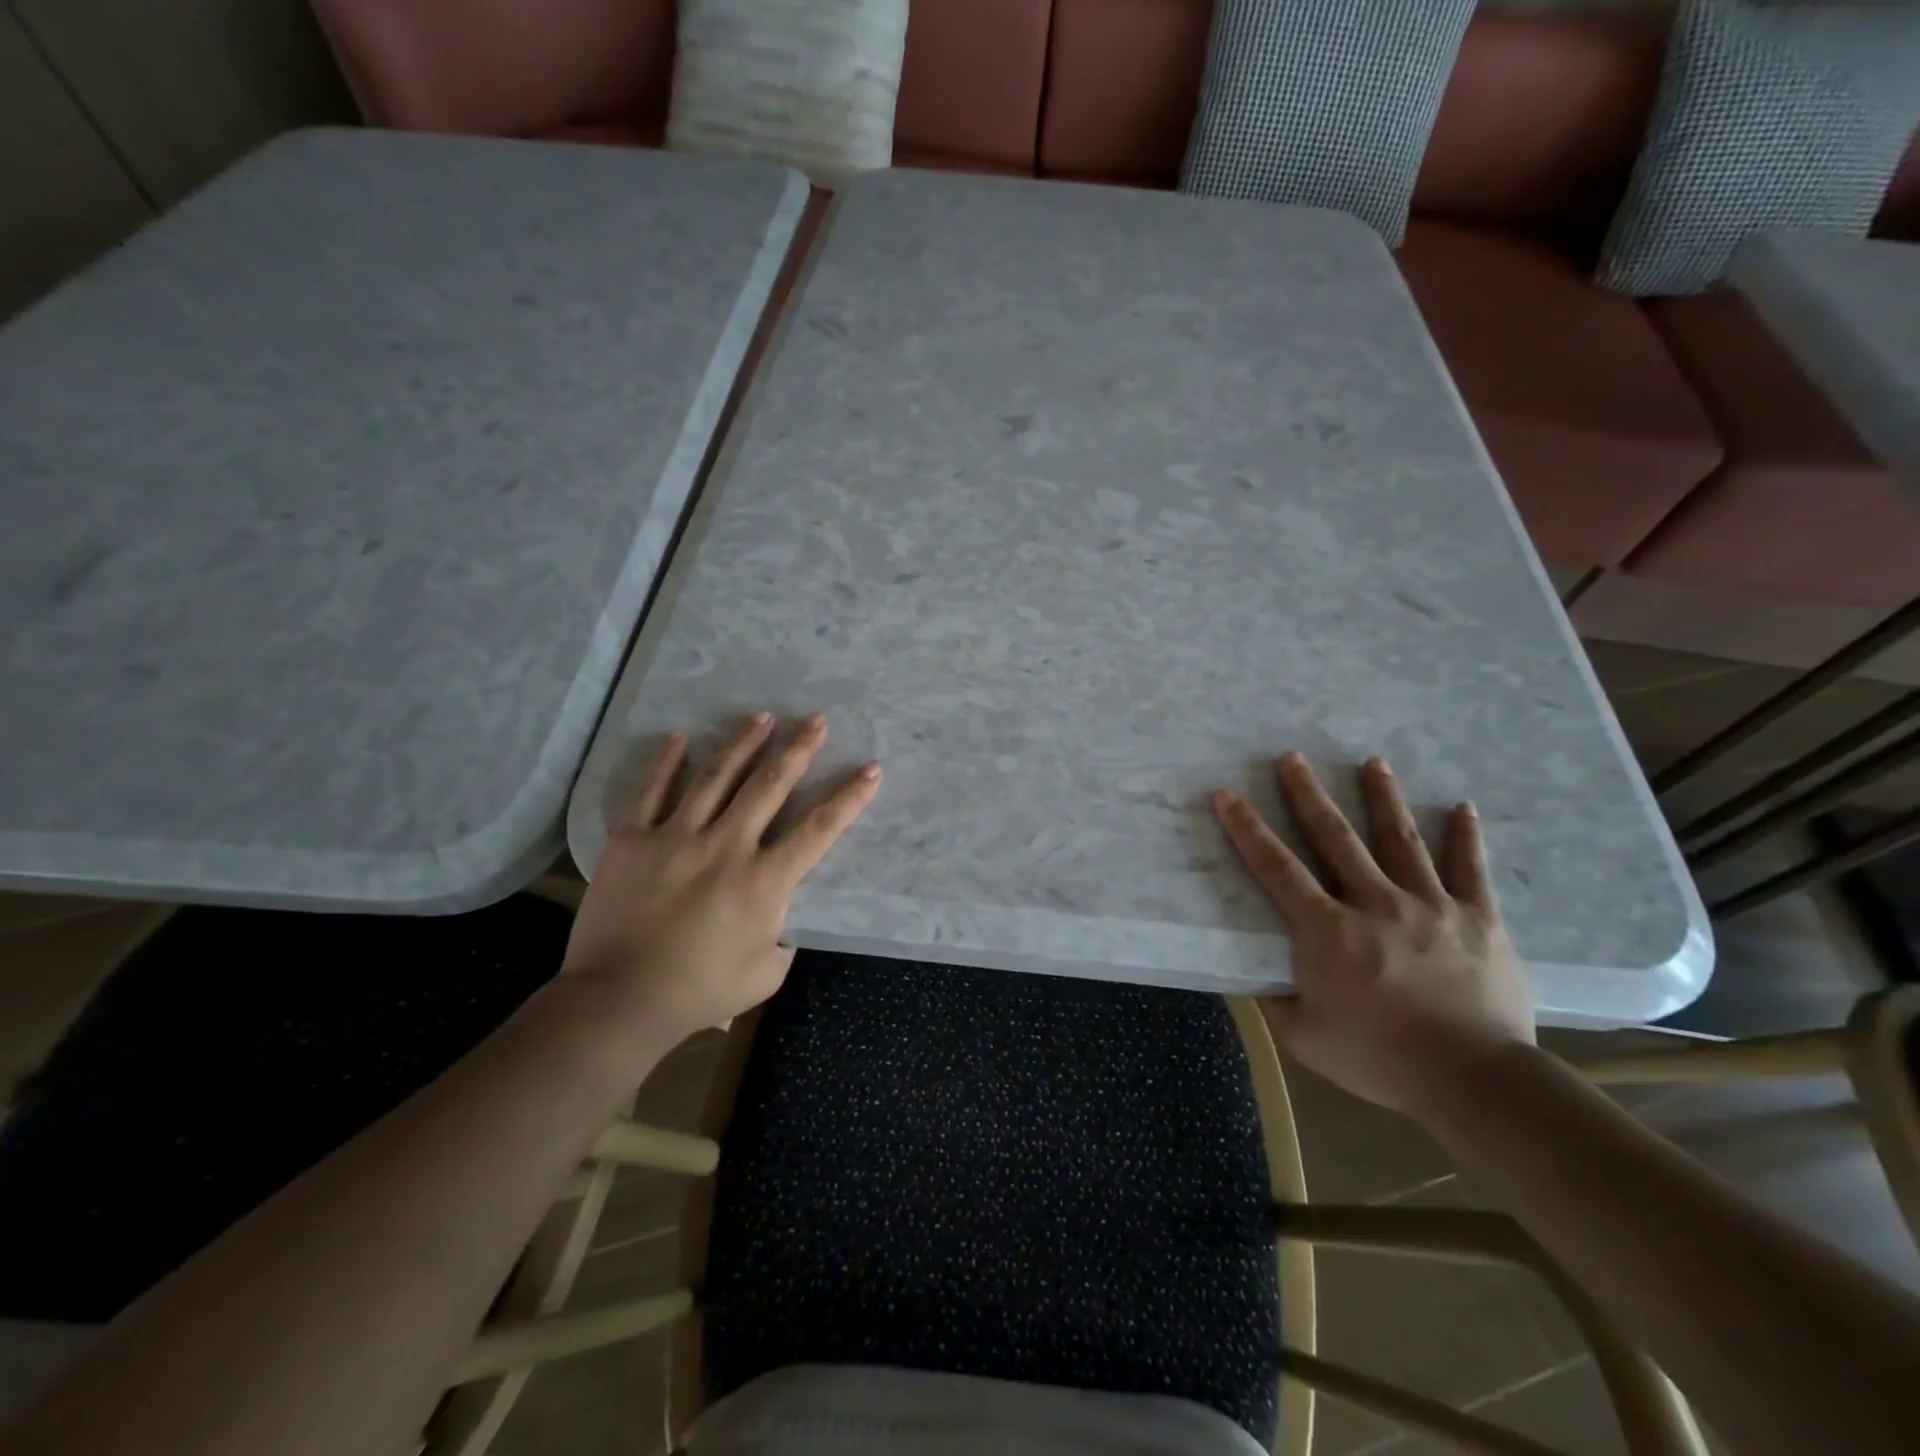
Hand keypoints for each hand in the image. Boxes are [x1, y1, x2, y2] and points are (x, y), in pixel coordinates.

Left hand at [563, 712, 880, 1049]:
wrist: (618, 1000)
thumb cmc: (699, 992)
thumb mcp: (765, 974)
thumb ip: (783, 940)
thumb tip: (779, 919)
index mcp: (764, 882)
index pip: (818, 830)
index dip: (849, 798)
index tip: (871, 769)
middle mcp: (726, 847)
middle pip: (770, 786)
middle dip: (798, 749)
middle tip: (814, 719)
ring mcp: (677, 838)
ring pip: (716, 777)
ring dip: (743, 743)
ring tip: (762, 716)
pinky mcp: (634, 840)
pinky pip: (651, 791)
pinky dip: (667, 762)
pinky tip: (682, 736)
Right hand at [1213, 753, 1532, 1115]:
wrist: (1476, 1082)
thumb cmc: (1381, 1059)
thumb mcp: (1306, 1038)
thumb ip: (1272, 1001)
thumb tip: (1244, 976)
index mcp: (1328, 930)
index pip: (1277, 868)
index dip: (1247, 829)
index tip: (1228, 794)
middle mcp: (1375, 903)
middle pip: (1336, 837)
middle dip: (1309, 794)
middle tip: (1293, 757)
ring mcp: (1429, 905)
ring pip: (1401, 839)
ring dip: (1383, 798)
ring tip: (1374, 761)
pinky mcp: (1477, 918)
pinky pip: (1469, 869)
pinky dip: (1465, 837)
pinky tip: (1462, 806)